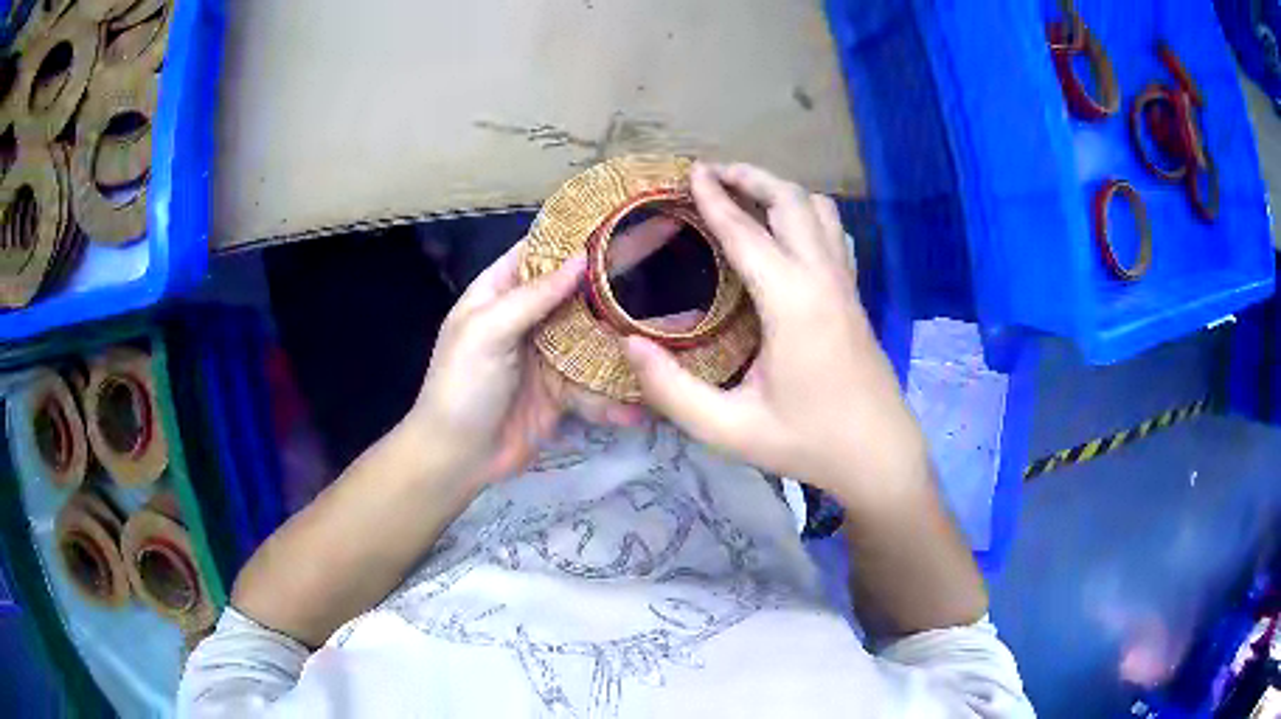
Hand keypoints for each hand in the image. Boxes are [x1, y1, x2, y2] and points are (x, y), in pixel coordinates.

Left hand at [406, 237, 650, 488]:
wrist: (457, 458)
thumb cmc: (462, 386)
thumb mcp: (487, 332)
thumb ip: (534, 295)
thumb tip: (582, 257)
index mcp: (501, 291)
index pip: (544, 248)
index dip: (580, 231)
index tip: (624, 214)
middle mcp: (529, 316)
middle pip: (579, 288)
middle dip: (619, 274)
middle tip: (669, 250)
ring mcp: (548, 354)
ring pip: (596, 336)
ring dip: (629, 338)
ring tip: (679, 330)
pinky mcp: (562, 391)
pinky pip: (595, 385)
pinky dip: (616, 396)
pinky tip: (641, 406)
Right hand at [623, 163, 929, 504]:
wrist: (879, 455)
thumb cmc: (807, 443)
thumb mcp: (729, 430)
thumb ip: (673, 391)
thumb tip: (629, 344)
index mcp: (793, 304)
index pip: (747, 233)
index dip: (714, 199)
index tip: (691, 172)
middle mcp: (823, 279)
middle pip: (791, 201)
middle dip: (751, 177)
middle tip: (713, 173)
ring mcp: (845, 284)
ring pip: (819, 210)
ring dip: (781, 191)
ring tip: (747, 192)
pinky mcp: (855, 295)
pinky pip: (833, 233)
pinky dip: (805, 214)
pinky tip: (786, 231)